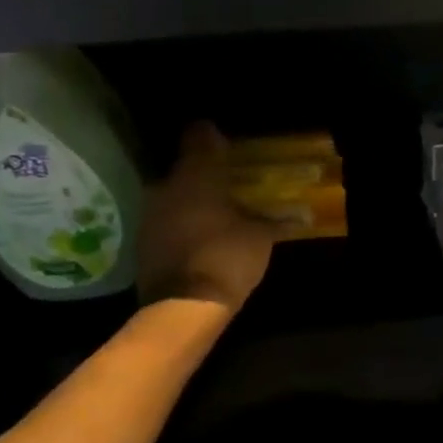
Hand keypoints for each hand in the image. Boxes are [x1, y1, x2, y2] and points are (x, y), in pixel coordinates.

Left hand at [136, 122, 275, 313]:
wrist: (184, 305)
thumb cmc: (226, 258)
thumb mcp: (260, 239)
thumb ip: (275, 223)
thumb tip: (301, 216)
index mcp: (196, 176)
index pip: (199, 138)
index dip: (212, 138)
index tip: (224, 144)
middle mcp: (165, 186)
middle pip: (183, 171)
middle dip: (201, 179)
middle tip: (223, 191)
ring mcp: (148, 215)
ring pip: (171, 199)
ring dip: (188, 206)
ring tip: (210, 221)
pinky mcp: (141, 243)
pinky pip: (164, 226)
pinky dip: (178, 230)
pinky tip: (195, 244)